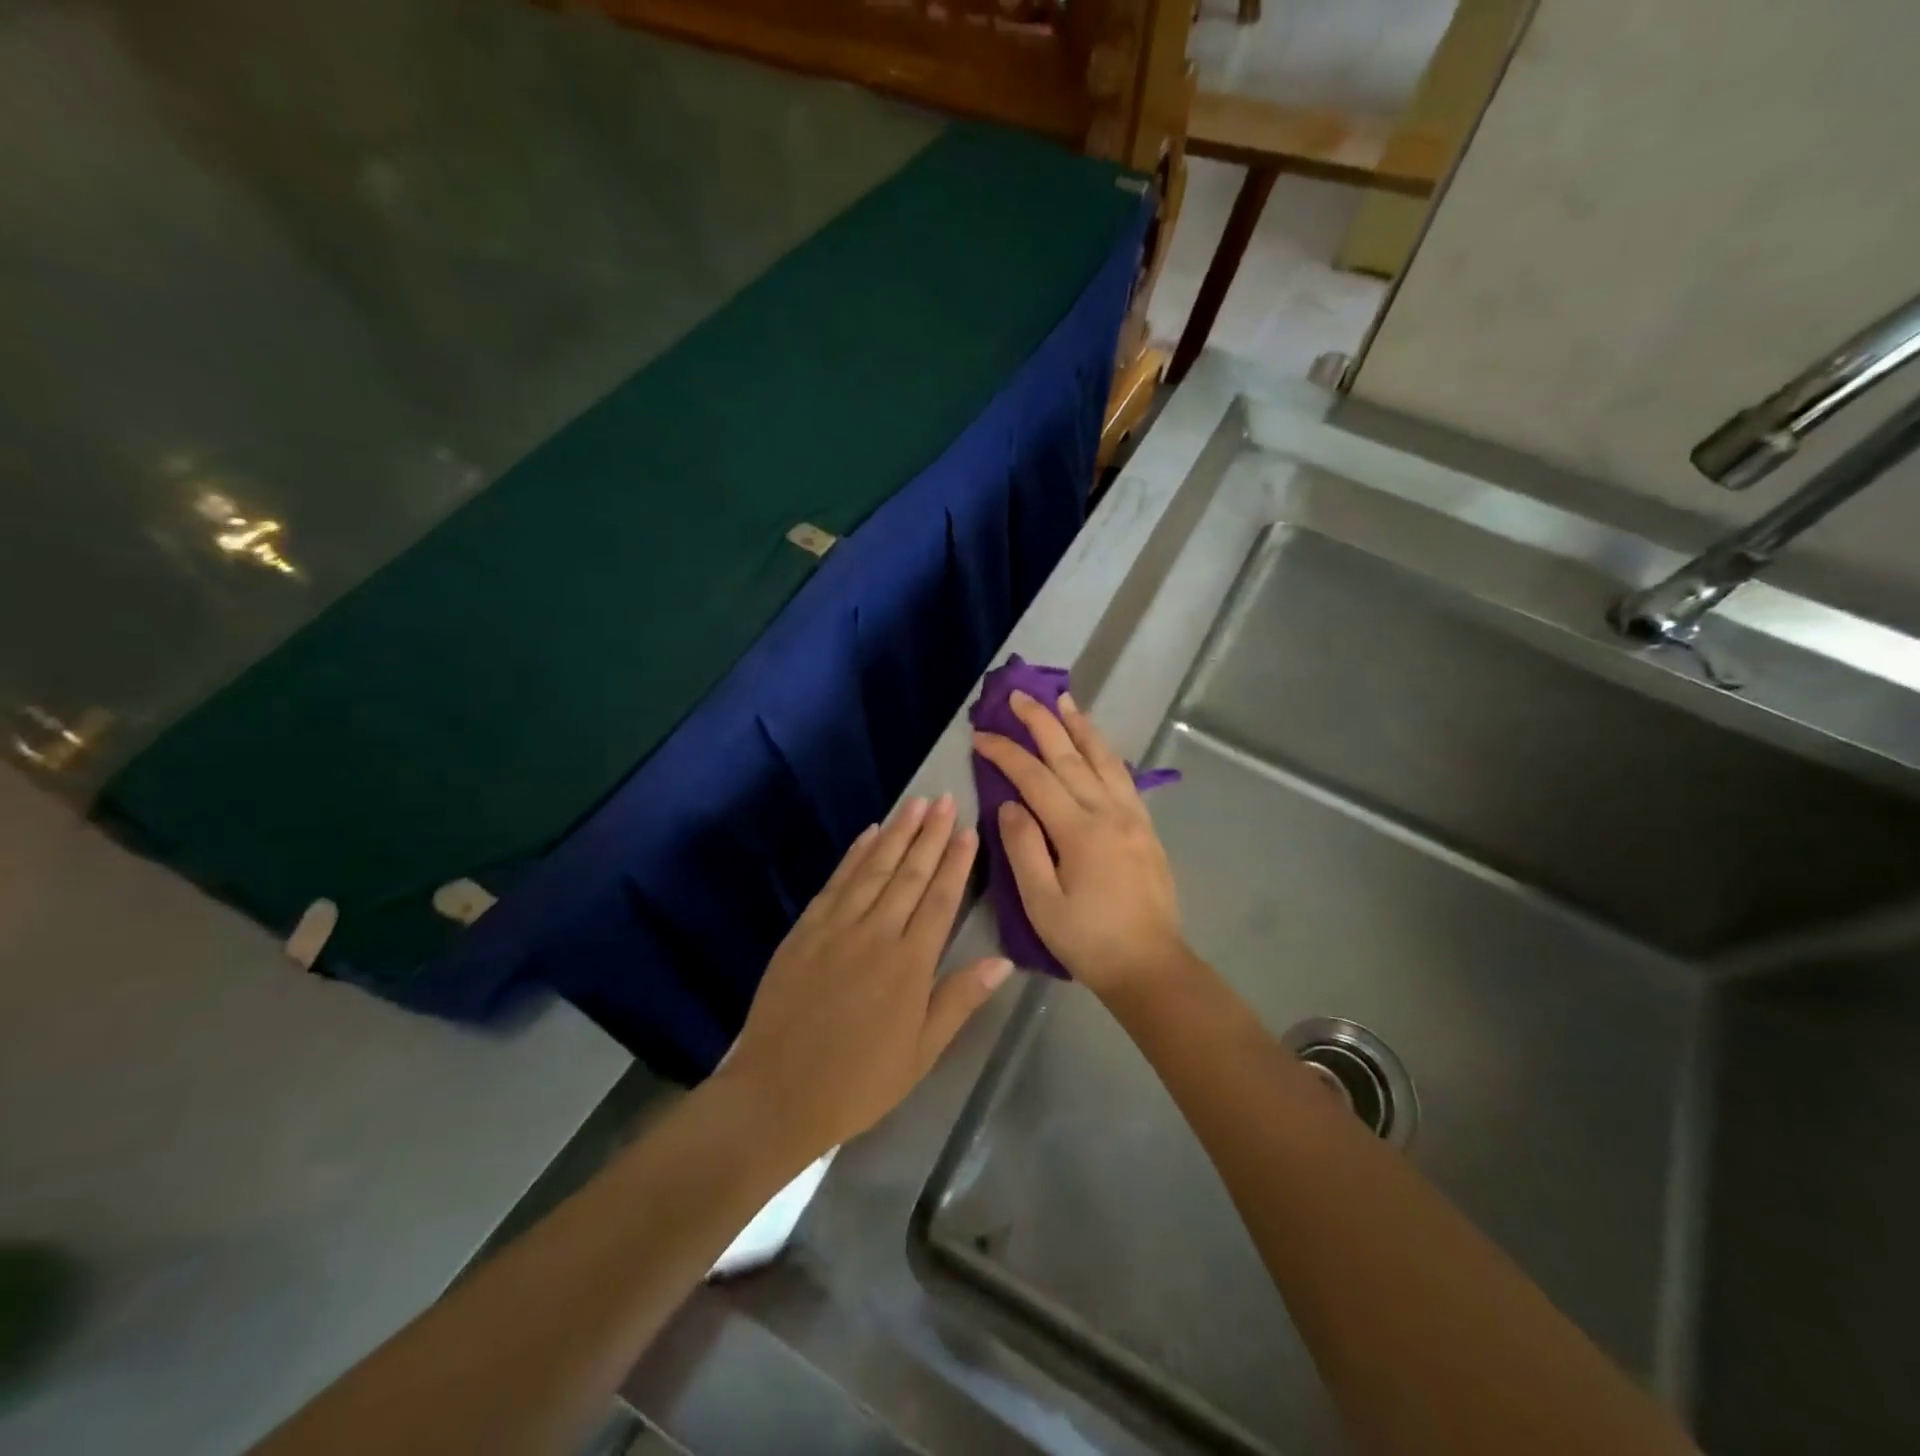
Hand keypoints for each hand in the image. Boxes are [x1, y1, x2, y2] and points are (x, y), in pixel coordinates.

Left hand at [719, 795, 1012, 1157]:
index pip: (940, 900)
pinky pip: (836, 882)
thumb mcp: (921, 1053)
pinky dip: (855, 854)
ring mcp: (836, 928)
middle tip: (946, 799)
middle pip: (909, 874)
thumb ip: (959, 1000)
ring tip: (916, 804)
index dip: (956, 862)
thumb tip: (1003, 962)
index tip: (968, 830)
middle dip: (931, 834)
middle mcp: (876, 934)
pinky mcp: (805, 930)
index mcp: (909, 965)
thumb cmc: (858, 1081)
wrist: (777, 1094)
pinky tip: (869, 834)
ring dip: (897, 834)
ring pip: (874, 869)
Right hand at [973, 691, 1188, 999]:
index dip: (1006, 753)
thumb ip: (1023, 848)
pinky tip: (1097, 745)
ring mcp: (1133, 817)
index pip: (1035, 778)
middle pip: (1070, 757)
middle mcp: (1109, 812)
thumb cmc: (1088, 940)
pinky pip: (1124, 777)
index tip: (981, 735)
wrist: (1150, 966)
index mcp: (1079, 831)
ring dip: (1081, 727)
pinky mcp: (1146, 828)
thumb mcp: (1042, 903)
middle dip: (1042, 722)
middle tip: (1020, 695)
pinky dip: (1106, 752)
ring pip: (1104, 759)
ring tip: (1065, 700)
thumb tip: (1009, 804)